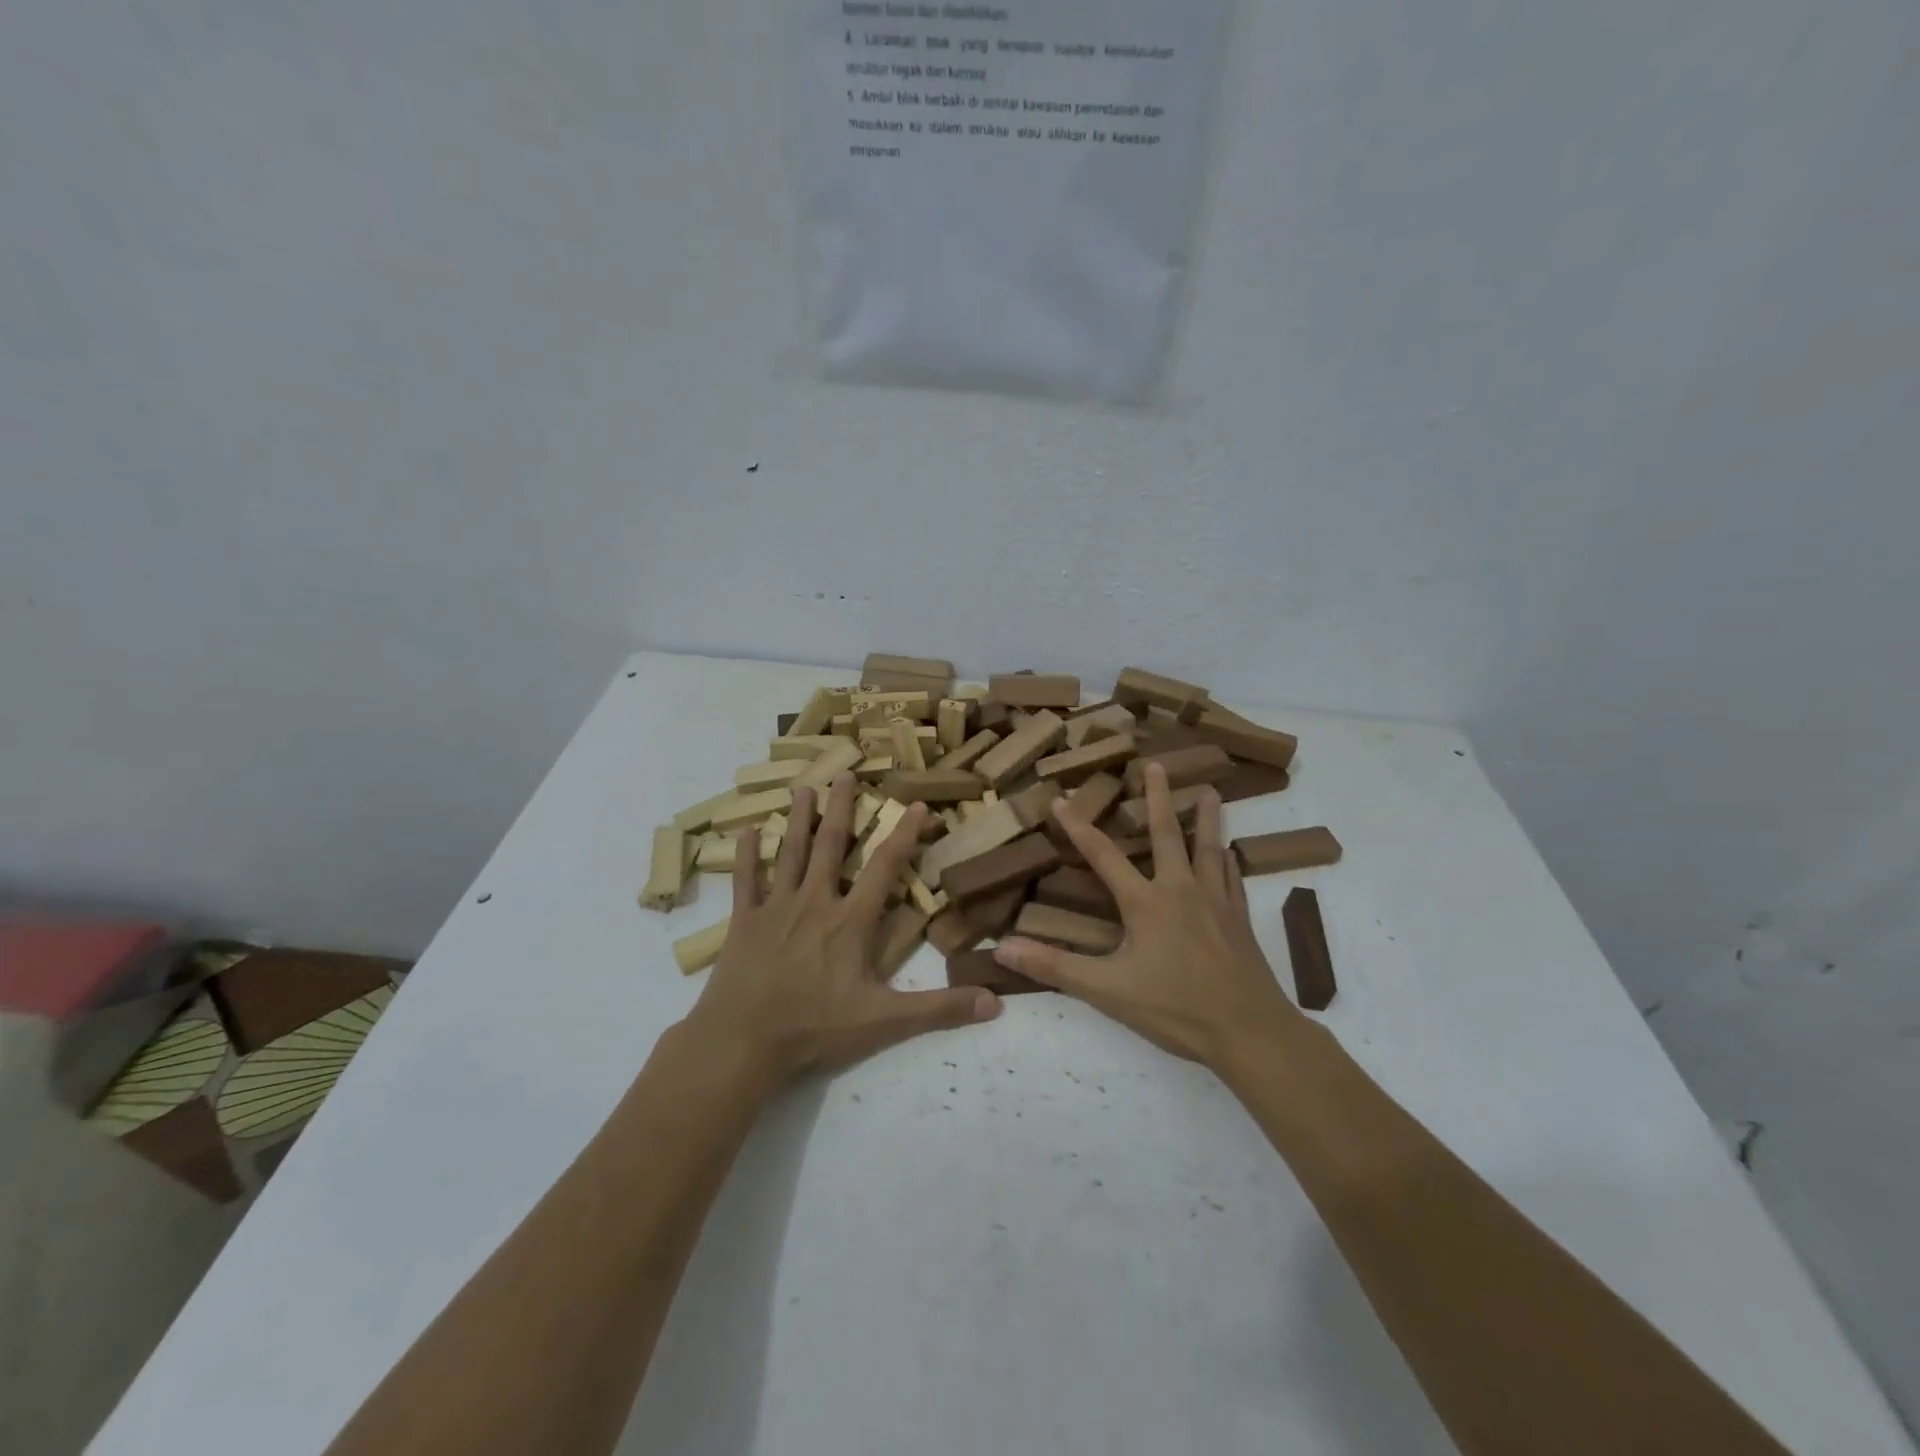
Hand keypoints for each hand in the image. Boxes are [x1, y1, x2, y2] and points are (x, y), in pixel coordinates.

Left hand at [684, 775, 999, 1084]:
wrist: (743, 1042)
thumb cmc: (816, 1028)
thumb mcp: (885, 1022)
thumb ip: (939, 1010)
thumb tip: (994, 1002)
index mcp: (851, 920)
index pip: (884, 867)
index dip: (903, 834)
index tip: (916, 804)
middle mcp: (815, 901)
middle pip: (830, 845)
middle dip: (841, 808)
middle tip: (845, 773)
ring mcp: (775, 908)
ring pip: (789, 852)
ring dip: (798, 819)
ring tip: (803, 788)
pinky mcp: (743, 921)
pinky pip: (745, 880)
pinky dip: (745, 855)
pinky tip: (746, 831)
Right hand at [994, 762, 1302, 1069]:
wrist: (1250, 1032)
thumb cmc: (1175, 1009)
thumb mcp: (1108, 990)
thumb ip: (1055, 967)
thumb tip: (1002, 948)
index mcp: (1146, 903)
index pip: (1103, 856)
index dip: (1079, 827)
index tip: (1061, 799)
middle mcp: (1181, 890)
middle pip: (1168, 834)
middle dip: (1159, 798)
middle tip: (1157, 764)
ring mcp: (1216, 903)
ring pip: (1210, 849)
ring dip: (1207, 819)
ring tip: (1211, 792)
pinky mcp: (1239, 921)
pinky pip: (1233, 880)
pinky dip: (1229, 863)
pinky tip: (1231, 856)